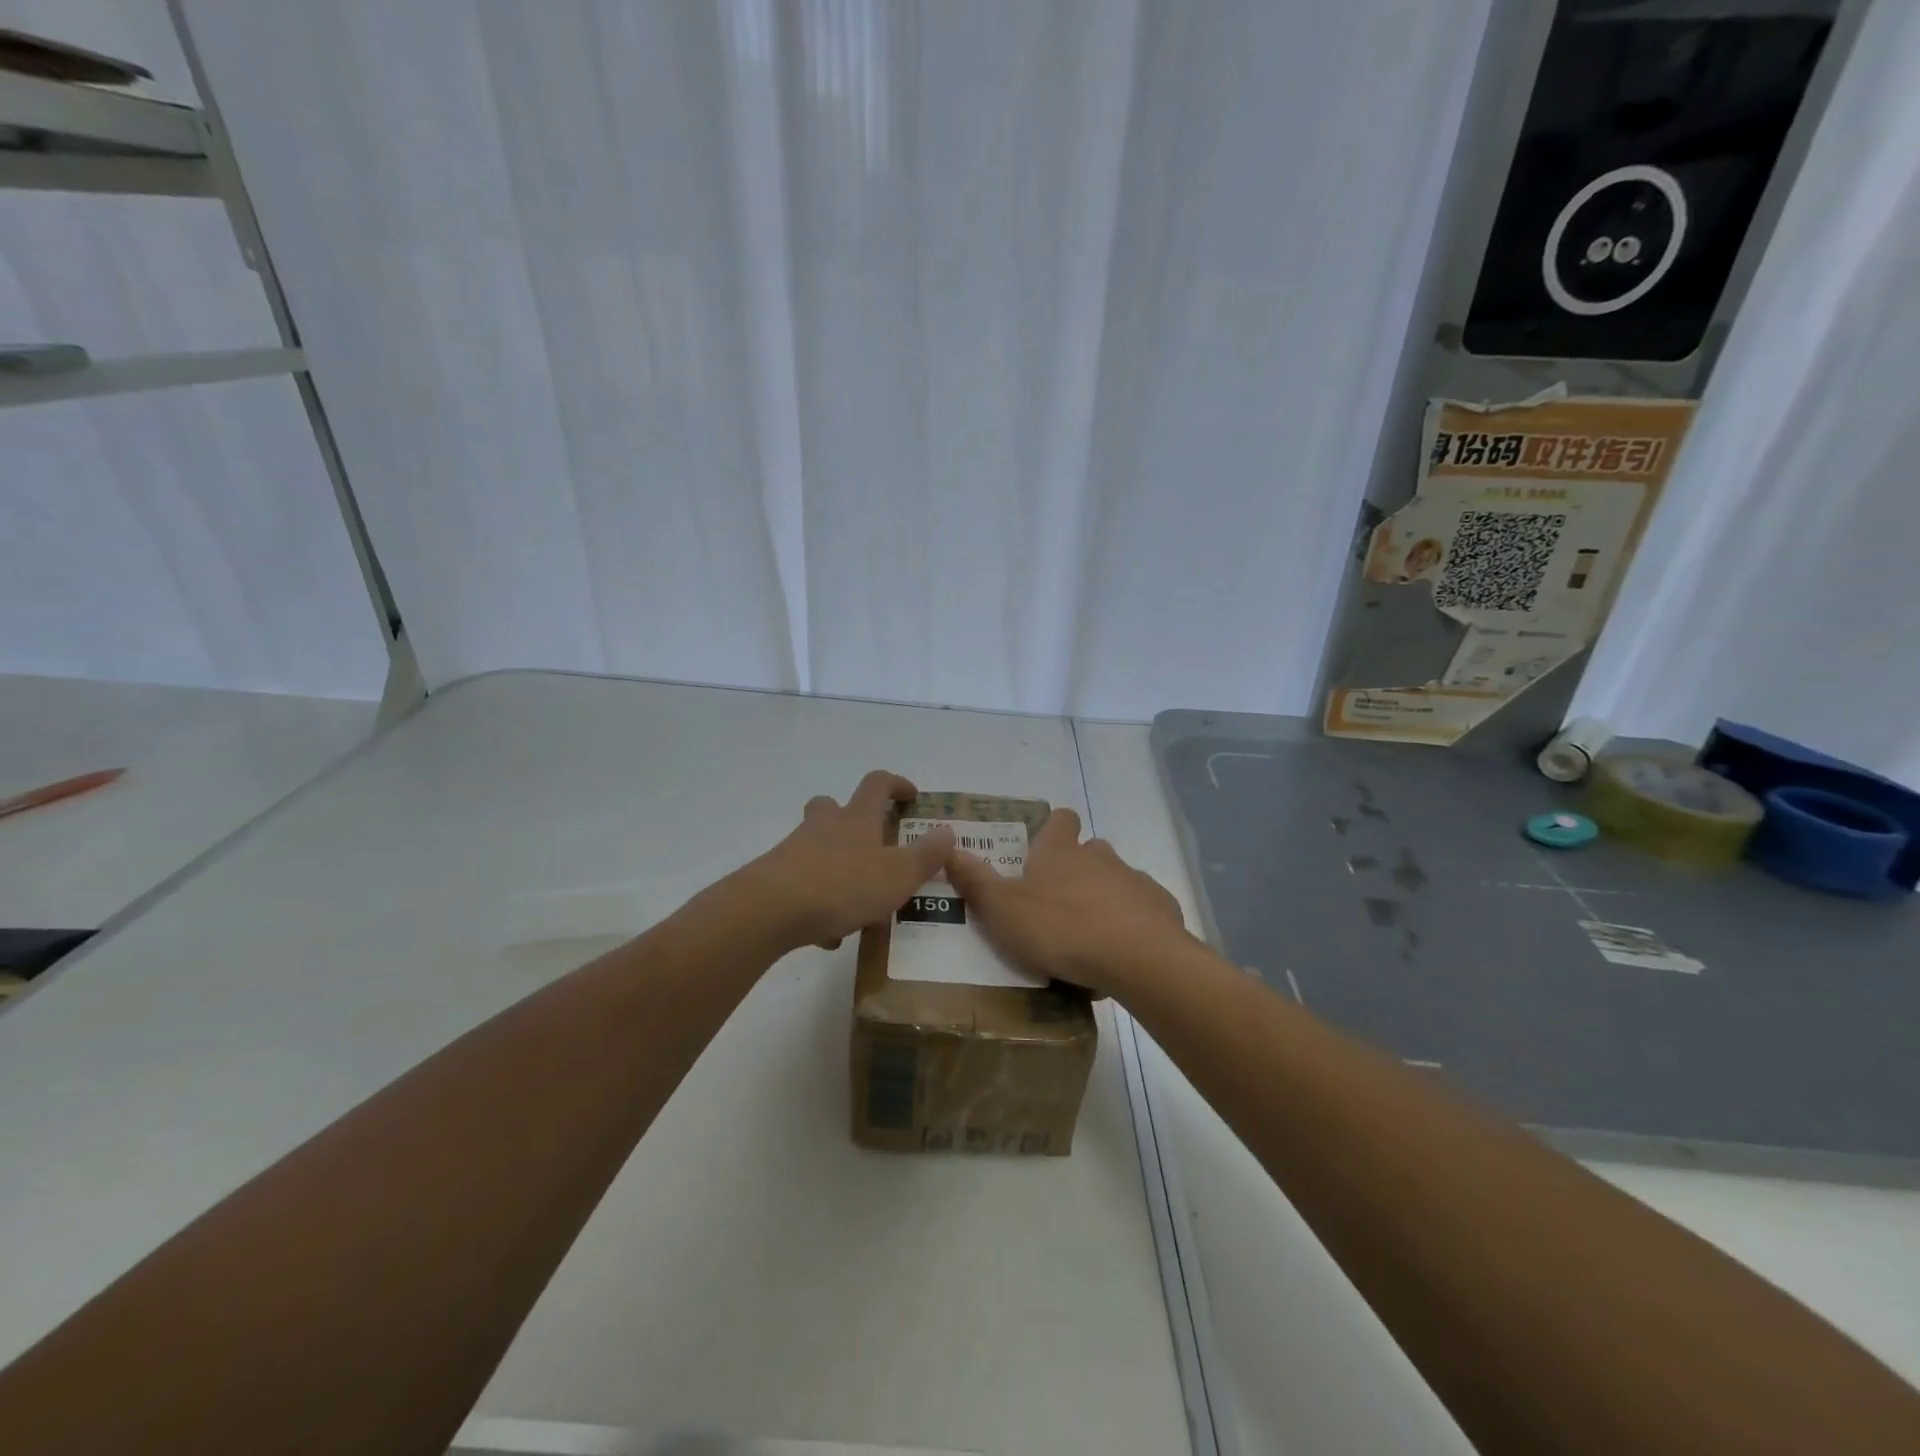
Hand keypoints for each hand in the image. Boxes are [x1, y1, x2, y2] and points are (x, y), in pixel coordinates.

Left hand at [741, 770, 952, 950]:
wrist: (770, 910)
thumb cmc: (843, 885)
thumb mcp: (898, 874)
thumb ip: (926, 855)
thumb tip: (947, 831)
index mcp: (857, 818)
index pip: (877, 784)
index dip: (896, 784)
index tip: (911, 796)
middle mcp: (823, 826)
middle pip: (832, 806)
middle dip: (850, 817)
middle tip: (870, 841)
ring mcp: (794, 851)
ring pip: (815, 846)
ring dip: (835, 864)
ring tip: (856, 902)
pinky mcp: (775, 879)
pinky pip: (802, 884)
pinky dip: (817, 902)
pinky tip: (828, 934)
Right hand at [944, 807, 1193, 995]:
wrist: (1137, 958)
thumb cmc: (1061, 928)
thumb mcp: (1002, 908)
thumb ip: (975, 880)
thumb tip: (949, 848)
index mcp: (1061, 851)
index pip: (1060, 819)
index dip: (1053, 828)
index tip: (1042, 848)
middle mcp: (1100, 856)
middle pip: (1088, 851)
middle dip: (1075, 871)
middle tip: (1056, 906)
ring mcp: (1134, 880)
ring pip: (1115, 881)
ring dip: (1102, 900)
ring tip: (1087, 938)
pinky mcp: (1161, 908)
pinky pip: (1141, 911)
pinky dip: (1130, 925)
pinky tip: (1119, 954)